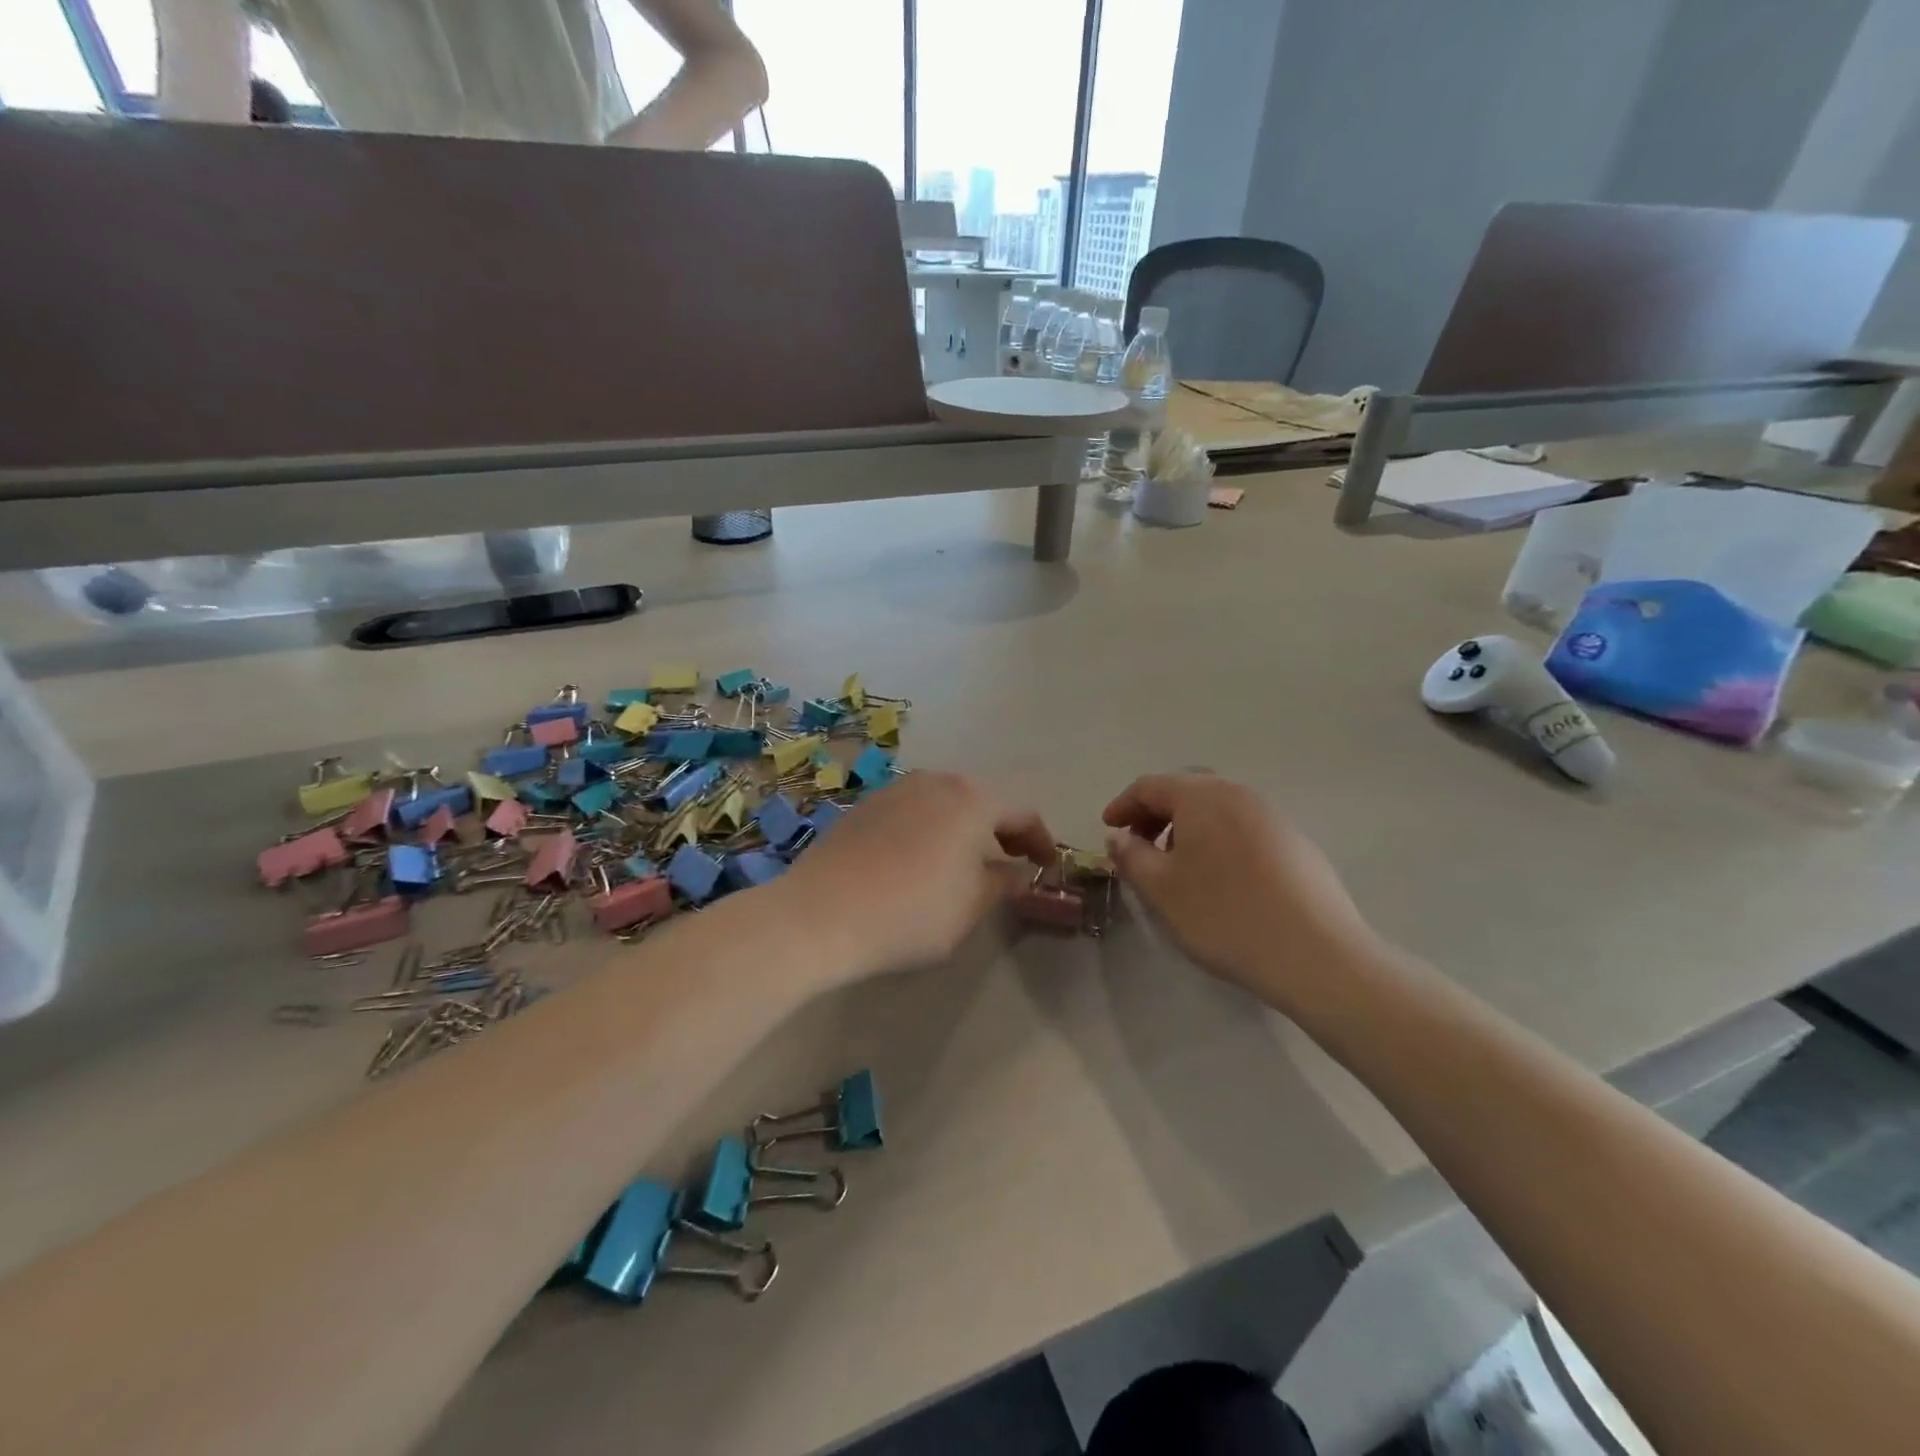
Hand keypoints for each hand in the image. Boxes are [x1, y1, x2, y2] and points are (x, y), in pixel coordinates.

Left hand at [777, 771, 1055, 983]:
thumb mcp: (970, 907)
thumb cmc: (910, 913)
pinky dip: (930, 828)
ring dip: (964, 827)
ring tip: (966, 861)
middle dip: (1002, 829)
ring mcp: (895, 790)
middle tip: (1012, 861)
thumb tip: (1018, 872)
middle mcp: (934, 782)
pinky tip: (920, 860)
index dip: (1041, 840)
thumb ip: (1003, 883)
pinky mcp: (864, 806)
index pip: (1022, 812)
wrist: (819, 915)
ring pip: (944, 801)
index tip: (1047, 867)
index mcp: (971, 800)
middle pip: (982, 799)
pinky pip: (912, 811)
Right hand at [1102, 773, 1378, 1008]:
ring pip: (1217, 810)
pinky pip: (1243, 829)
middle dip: (1156, 814)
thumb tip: (1119, 838)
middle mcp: (1239, 794)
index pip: (1150, 786)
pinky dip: (1218, 841)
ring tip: (1177, 865)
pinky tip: (1220, 879)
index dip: (1123, 805)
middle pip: (1187, 791)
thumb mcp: (1160, 889)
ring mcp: (1274, 817)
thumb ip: (1131, 857)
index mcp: (1202, 796)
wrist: (1316, 955)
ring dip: (1188, 828)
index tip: (1108, 829)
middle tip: (1139, 845)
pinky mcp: (1297, 844)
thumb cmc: (1223, 915)